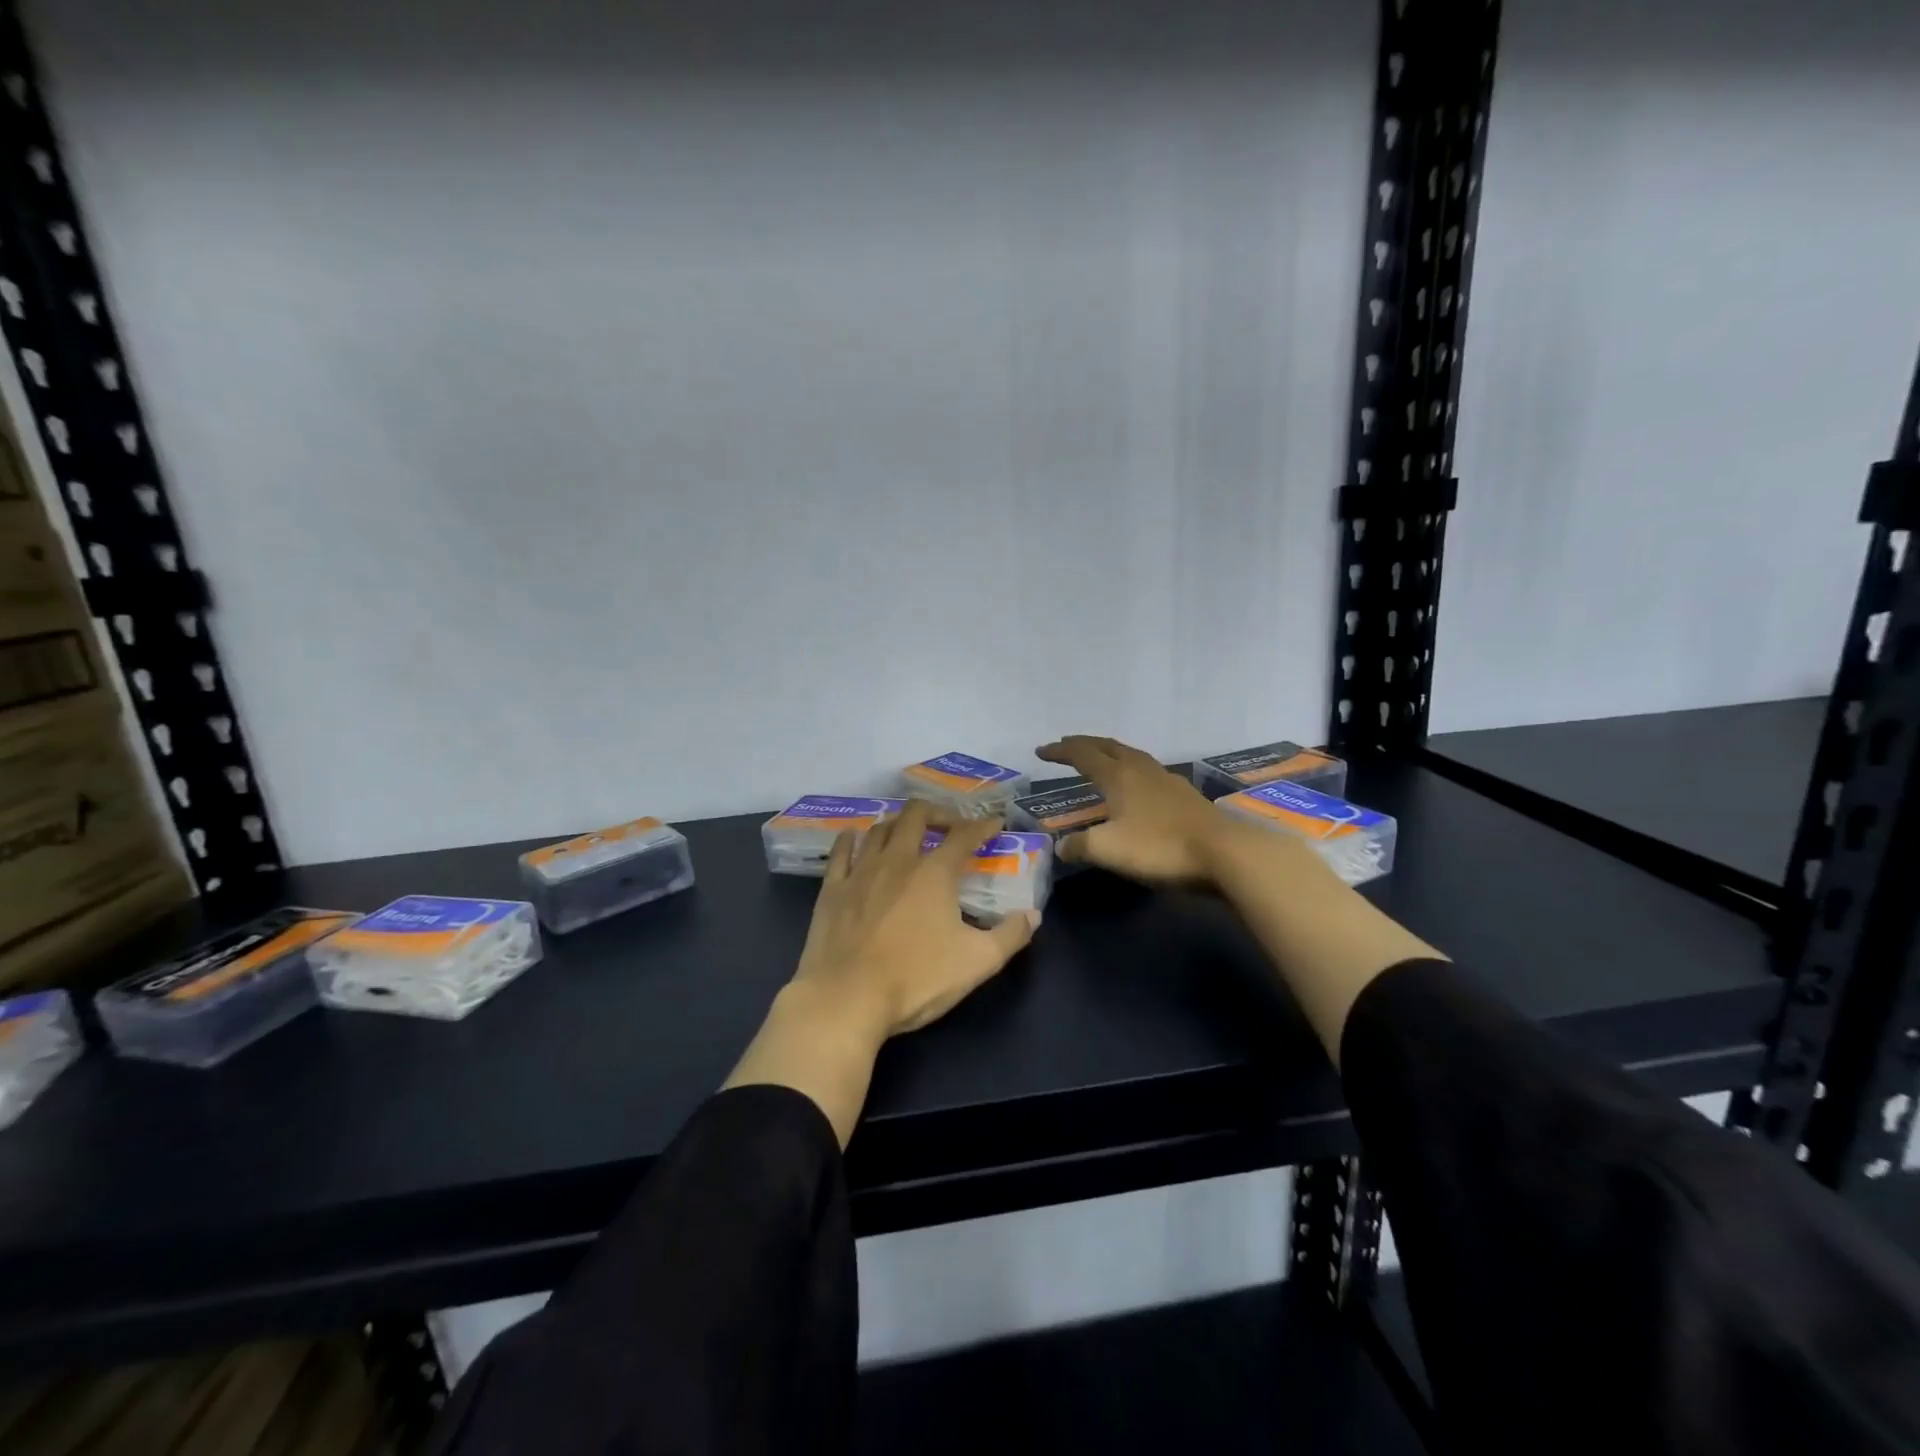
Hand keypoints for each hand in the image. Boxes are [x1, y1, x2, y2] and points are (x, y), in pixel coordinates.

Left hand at [793, 800, 1040, 1037]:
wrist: (847, 999)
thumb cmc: (916, 979)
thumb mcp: (977, 962)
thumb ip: (1010, 936)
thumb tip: (1032, 915)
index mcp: (934, 873)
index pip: (964, 836)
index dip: (982, 826)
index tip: (994, 823)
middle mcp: (898, 860)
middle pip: (916, 816)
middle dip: (937, 812)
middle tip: (949, 824)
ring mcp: (860, 872)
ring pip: (879, 829)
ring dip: (898, 823)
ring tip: (908, 831)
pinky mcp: (832, 890)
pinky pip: (841, 851)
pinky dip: (850, 838)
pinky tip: (854, 836)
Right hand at [1036, 735, 1230, 884]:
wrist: (1224, 853)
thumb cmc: (1159, 846)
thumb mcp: (1108, 850)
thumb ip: (1079, 845)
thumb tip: (1061, 847)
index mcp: (1118, 776)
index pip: (1082, 754)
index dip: (1060, 751)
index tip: (1041, 751)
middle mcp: (1140, 769)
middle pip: (1108, 746)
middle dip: (1084, 744)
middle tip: (1066, 746)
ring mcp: (1166, 779)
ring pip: (1131, 755)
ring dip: (1109, 753)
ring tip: (1099, 759)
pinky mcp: (1184, 795)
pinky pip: (1148, 771)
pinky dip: (1131, 769)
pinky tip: (1137, 786)